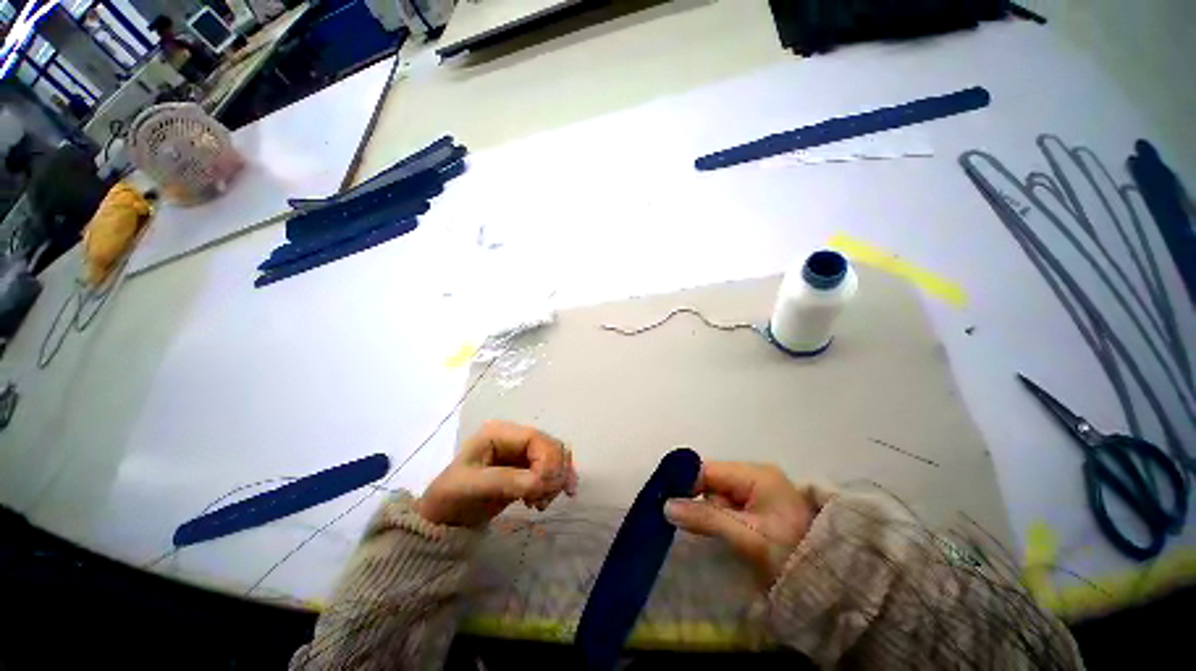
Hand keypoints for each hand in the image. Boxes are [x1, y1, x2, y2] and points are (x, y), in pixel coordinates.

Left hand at [418, 420, 578, 527]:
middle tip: (543, 499)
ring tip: (541, 503)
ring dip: (556, 479)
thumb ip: (507, 481)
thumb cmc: (451, 497)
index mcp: (500, 433)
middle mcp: (515, 437)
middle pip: (550, 446)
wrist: (443, 519)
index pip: (535, 438)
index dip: (546, 460)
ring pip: (555, 457)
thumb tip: (540, 483)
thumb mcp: (473, 487)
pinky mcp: (527, 468)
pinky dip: (556, 483)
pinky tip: (547, 500)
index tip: (542, 488)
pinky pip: (551, 470)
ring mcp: (522, 452)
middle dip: (554, 472)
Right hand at [664, 462, 817, 582]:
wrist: (833, 583)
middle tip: (680, 520)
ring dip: (706, 511)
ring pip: (717, 494)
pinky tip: (713, 530)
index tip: (664, 501)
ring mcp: (757, 491)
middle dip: (696, 499)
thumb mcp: (746, 537)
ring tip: (700, 529)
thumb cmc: (790, 554)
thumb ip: (706, 518)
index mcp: (755, 474)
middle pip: (711, 480)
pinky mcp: (758, 507)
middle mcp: (754, 475)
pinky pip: (727, 505)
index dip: (685, 482)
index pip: (708, 470)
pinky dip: (716, 516)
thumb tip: (665, 505)